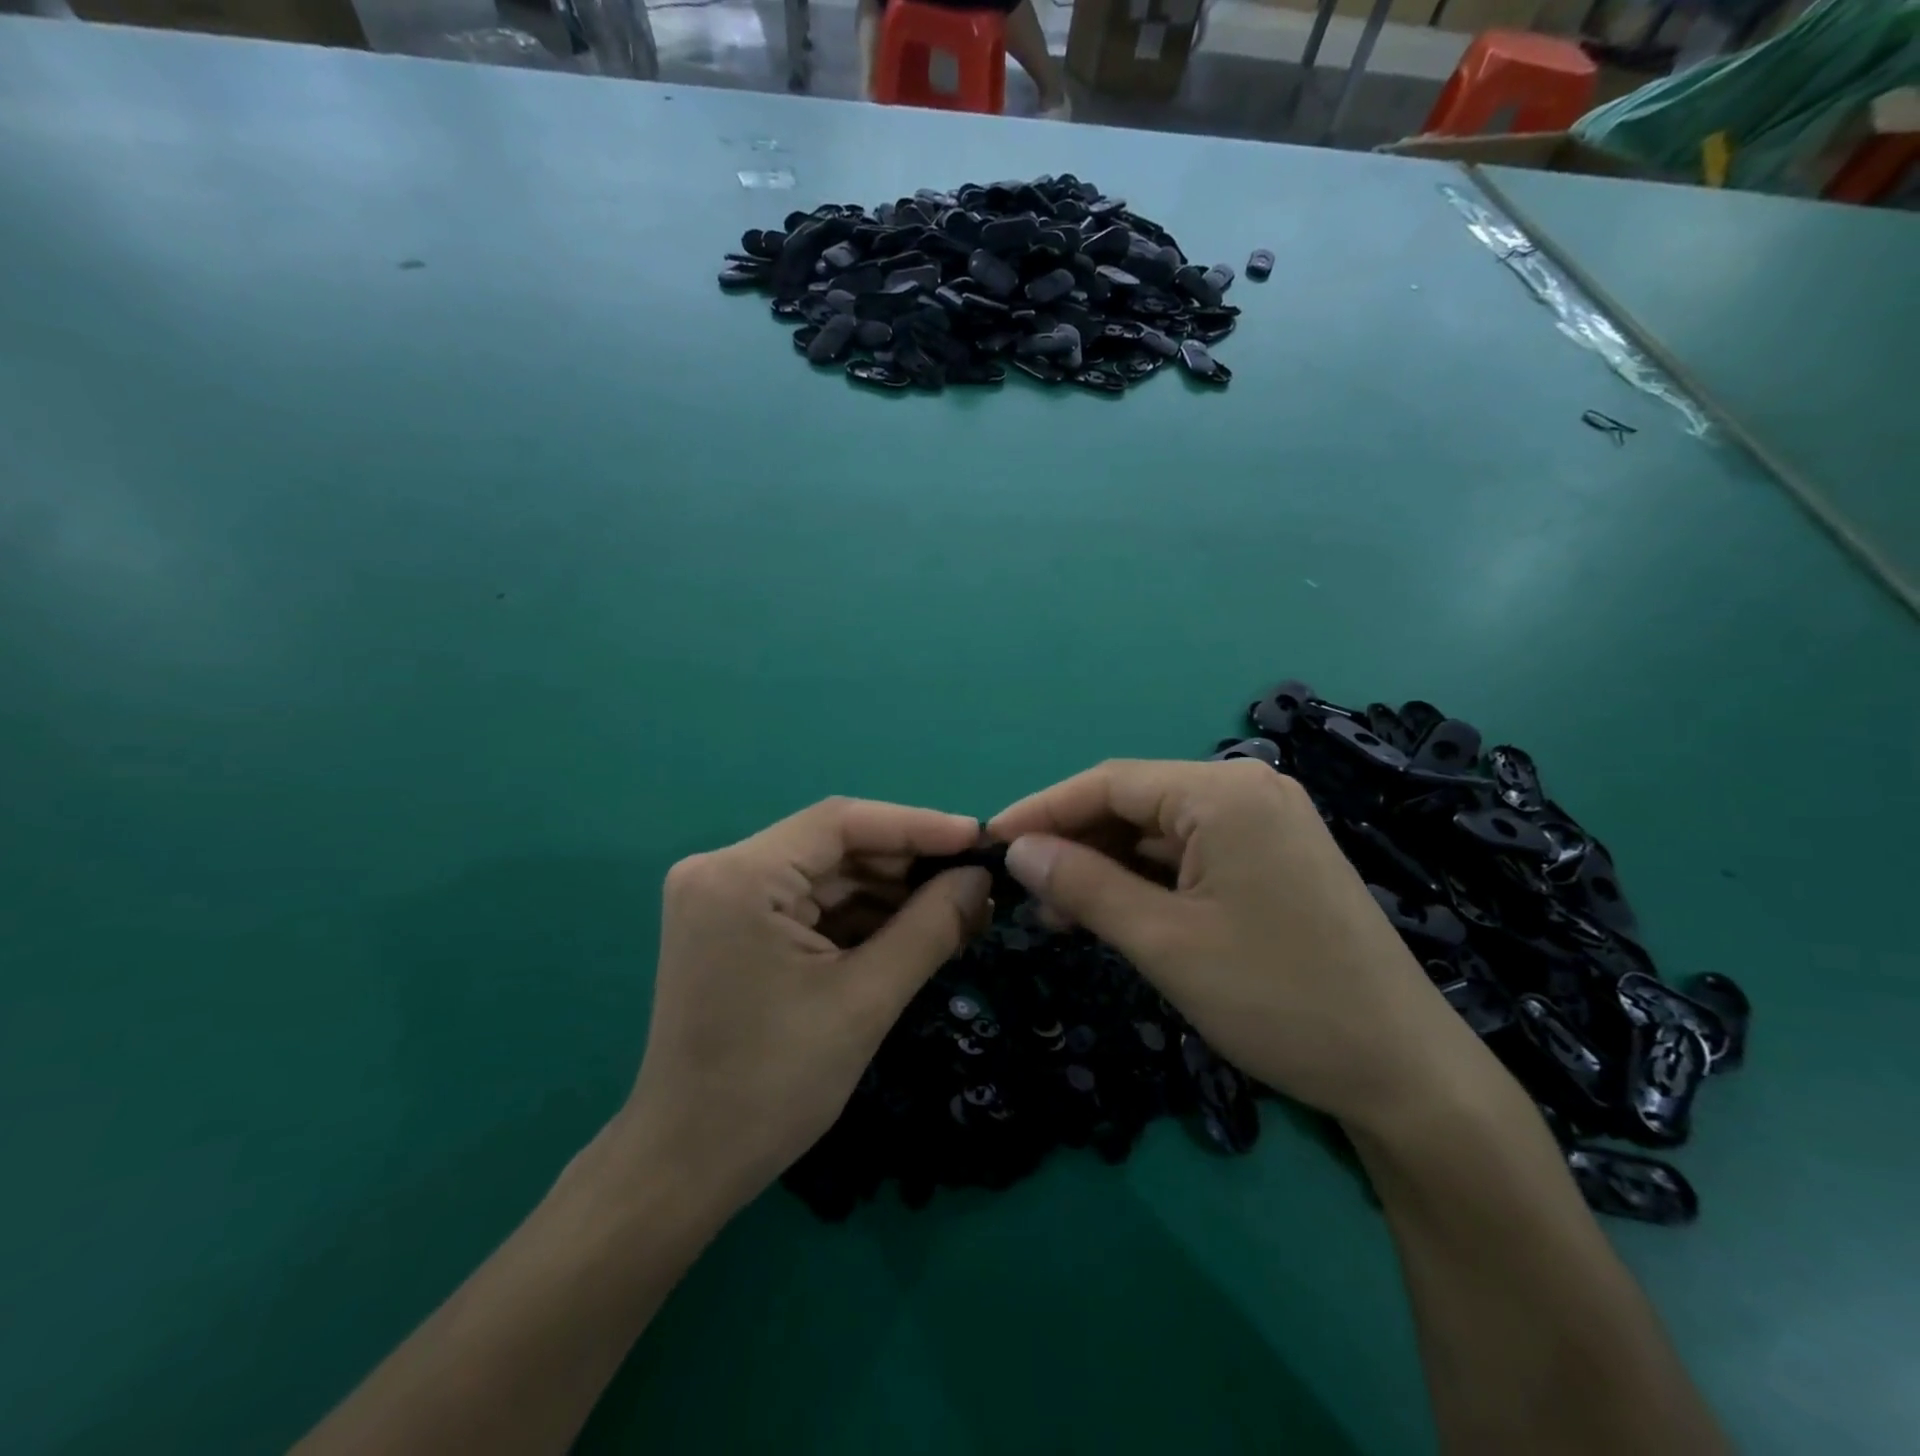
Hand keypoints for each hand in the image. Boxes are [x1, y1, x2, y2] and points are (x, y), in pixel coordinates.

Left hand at [622, 798, 990, 1214]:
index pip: (841, 822)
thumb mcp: (865, 1001)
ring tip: (959, 913)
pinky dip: (862, 918)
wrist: (685, 1167)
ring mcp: (724, 898)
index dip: (917, 825)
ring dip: (891, 895)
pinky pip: (810, 904)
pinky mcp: (733, 926)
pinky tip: (913, 932)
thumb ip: (930, 927)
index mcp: (740, 877)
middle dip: (908, 867)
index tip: (979, 839)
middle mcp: (723, 870)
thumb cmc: (772, 1086)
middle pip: (835, 847)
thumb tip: (981, 879)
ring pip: (828, 876)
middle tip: (977, 885)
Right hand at [988, 759, 1503, 1133]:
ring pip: (1160, 833)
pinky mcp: (1274, 859)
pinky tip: (1114, 912)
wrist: (1404, 1072)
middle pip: (1135, 804)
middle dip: (1075, 844)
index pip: (1109, 783)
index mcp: (1224, 792)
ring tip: (1060, 914)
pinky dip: (1147, 881)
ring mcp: (1266, 824)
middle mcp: (1247, 790)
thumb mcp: (1164, 942)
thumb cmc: (1277, 999)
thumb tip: (1018, 849)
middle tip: (1026, 893)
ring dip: (1107, 867)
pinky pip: (1192, 856)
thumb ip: (1083, 885)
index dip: (1043, 810)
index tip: (990, 842)